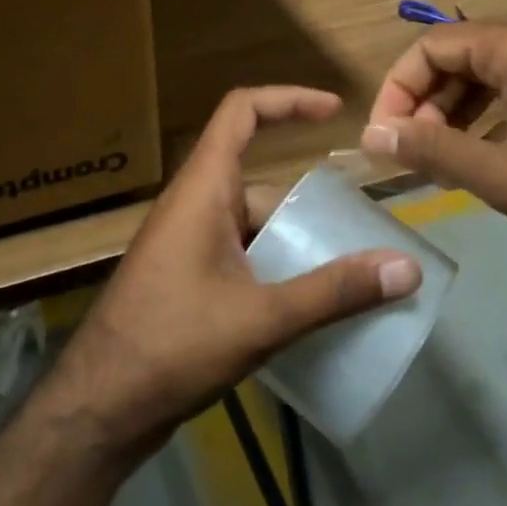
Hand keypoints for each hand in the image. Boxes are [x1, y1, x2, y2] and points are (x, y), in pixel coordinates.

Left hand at [49, 86, 421, 462]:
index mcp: (204, 187)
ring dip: (293, 242)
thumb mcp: (261, 318)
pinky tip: (304, 306)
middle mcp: (194, 203)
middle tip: (359, 234)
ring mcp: (187, 241)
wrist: (100, 406)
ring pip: (252, 224)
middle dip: (308, 204)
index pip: (242, 111)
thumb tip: (407, 267)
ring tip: (346, 275)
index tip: (334, 110)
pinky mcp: (186, 276)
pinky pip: (240, 253)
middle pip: (260, 182)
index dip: (288, 99)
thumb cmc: (173, 344)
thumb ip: (333, 292)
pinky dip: (273, 267)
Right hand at [360, 23, 506, 273]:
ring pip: (490, 72)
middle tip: (413, 152)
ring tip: (443, 158)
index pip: (431, 47)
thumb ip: (433, 152)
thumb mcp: (504, 177)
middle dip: (426, 102)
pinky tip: (488, 153)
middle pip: (459, 56)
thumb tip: (373, 138)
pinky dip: (492, 113)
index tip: (385, 136)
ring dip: (456, 110)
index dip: (398, 89)